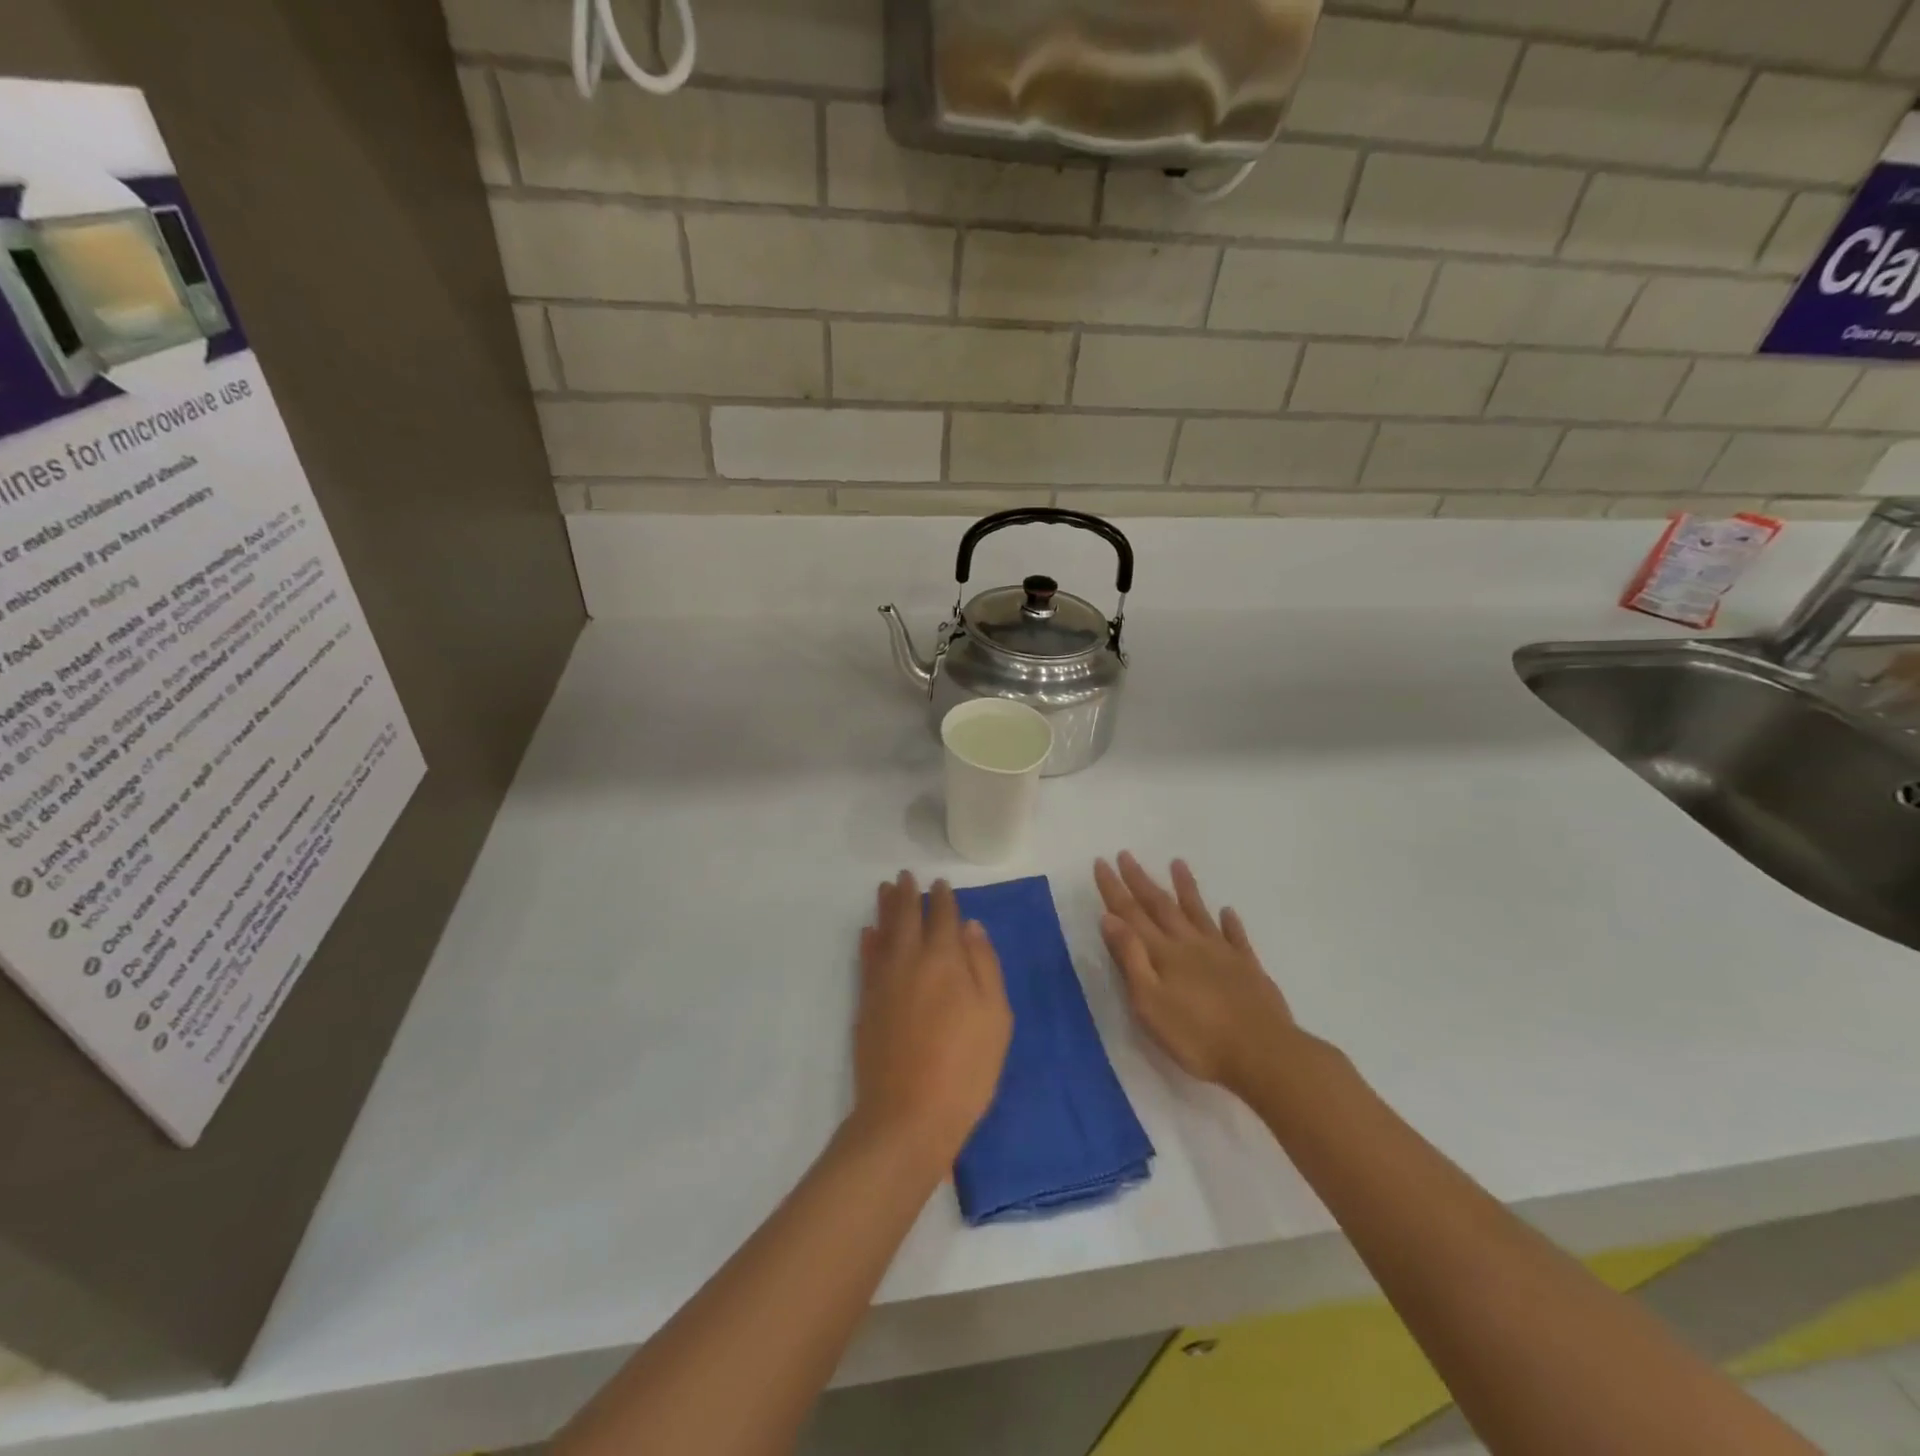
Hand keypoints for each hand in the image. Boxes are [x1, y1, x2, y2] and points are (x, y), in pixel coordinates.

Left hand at [853, 872, 1012, 1164]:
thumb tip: (970, 927)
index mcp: (945, 960)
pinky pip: (866, 960)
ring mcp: (883, 981)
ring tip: (885, 888)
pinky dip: (868, 942)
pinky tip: (868, 933)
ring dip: (885, 908)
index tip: (941, 884)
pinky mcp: (866, 1003)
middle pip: (907, 917)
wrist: (908, 1116)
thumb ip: (984, 966)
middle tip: (905, 874)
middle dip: (908, 894)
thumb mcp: (995, 1017)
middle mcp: (910, 960)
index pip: (943, 917)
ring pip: (883, 932)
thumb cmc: (965, 1068)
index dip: (943, 898)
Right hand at [1095, 853, 1295, 1095]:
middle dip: (1141, 880)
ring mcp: (1223, 954)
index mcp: (1164, 954)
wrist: (1263, 1054)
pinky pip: (1237, 937)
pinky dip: (1231, 922)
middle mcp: (1190, 944)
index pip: (1132, 914)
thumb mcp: (1150, 1003)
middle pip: (1161, 906)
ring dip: (1186, 888)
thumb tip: (1109, 918)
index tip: (1102, 861)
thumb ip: (1131, 958)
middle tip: (1127, 854)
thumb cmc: (1198, 1037)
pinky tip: (1228, 911)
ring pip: (1199, 913)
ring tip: (1177, 863)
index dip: (1115, 888)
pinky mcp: (1248, 969)